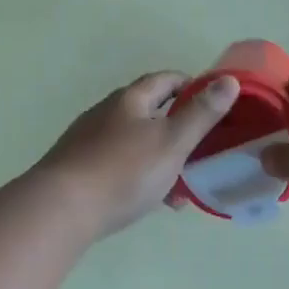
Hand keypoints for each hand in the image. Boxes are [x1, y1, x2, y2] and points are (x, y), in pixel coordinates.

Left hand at [36, 71, 241, 237]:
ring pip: (135, 141)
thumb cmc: (123, 171)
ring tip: (181, 188)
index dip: (191, 86)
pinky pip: (119, 164)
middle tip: (201, 149)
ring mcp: (89, 139)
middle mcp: (107, 111)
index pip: (166, 79)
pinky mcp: (78, 167)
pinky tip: (149, 202)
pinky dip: (139, 175)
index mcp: (131, 99)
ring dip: (160, 157)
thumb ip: (201, 114)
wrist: (59, 209)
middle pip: (150, 110)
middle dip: (178, 127)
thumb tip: (228, 80)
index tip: (213, 102)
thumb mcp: (172, 142)